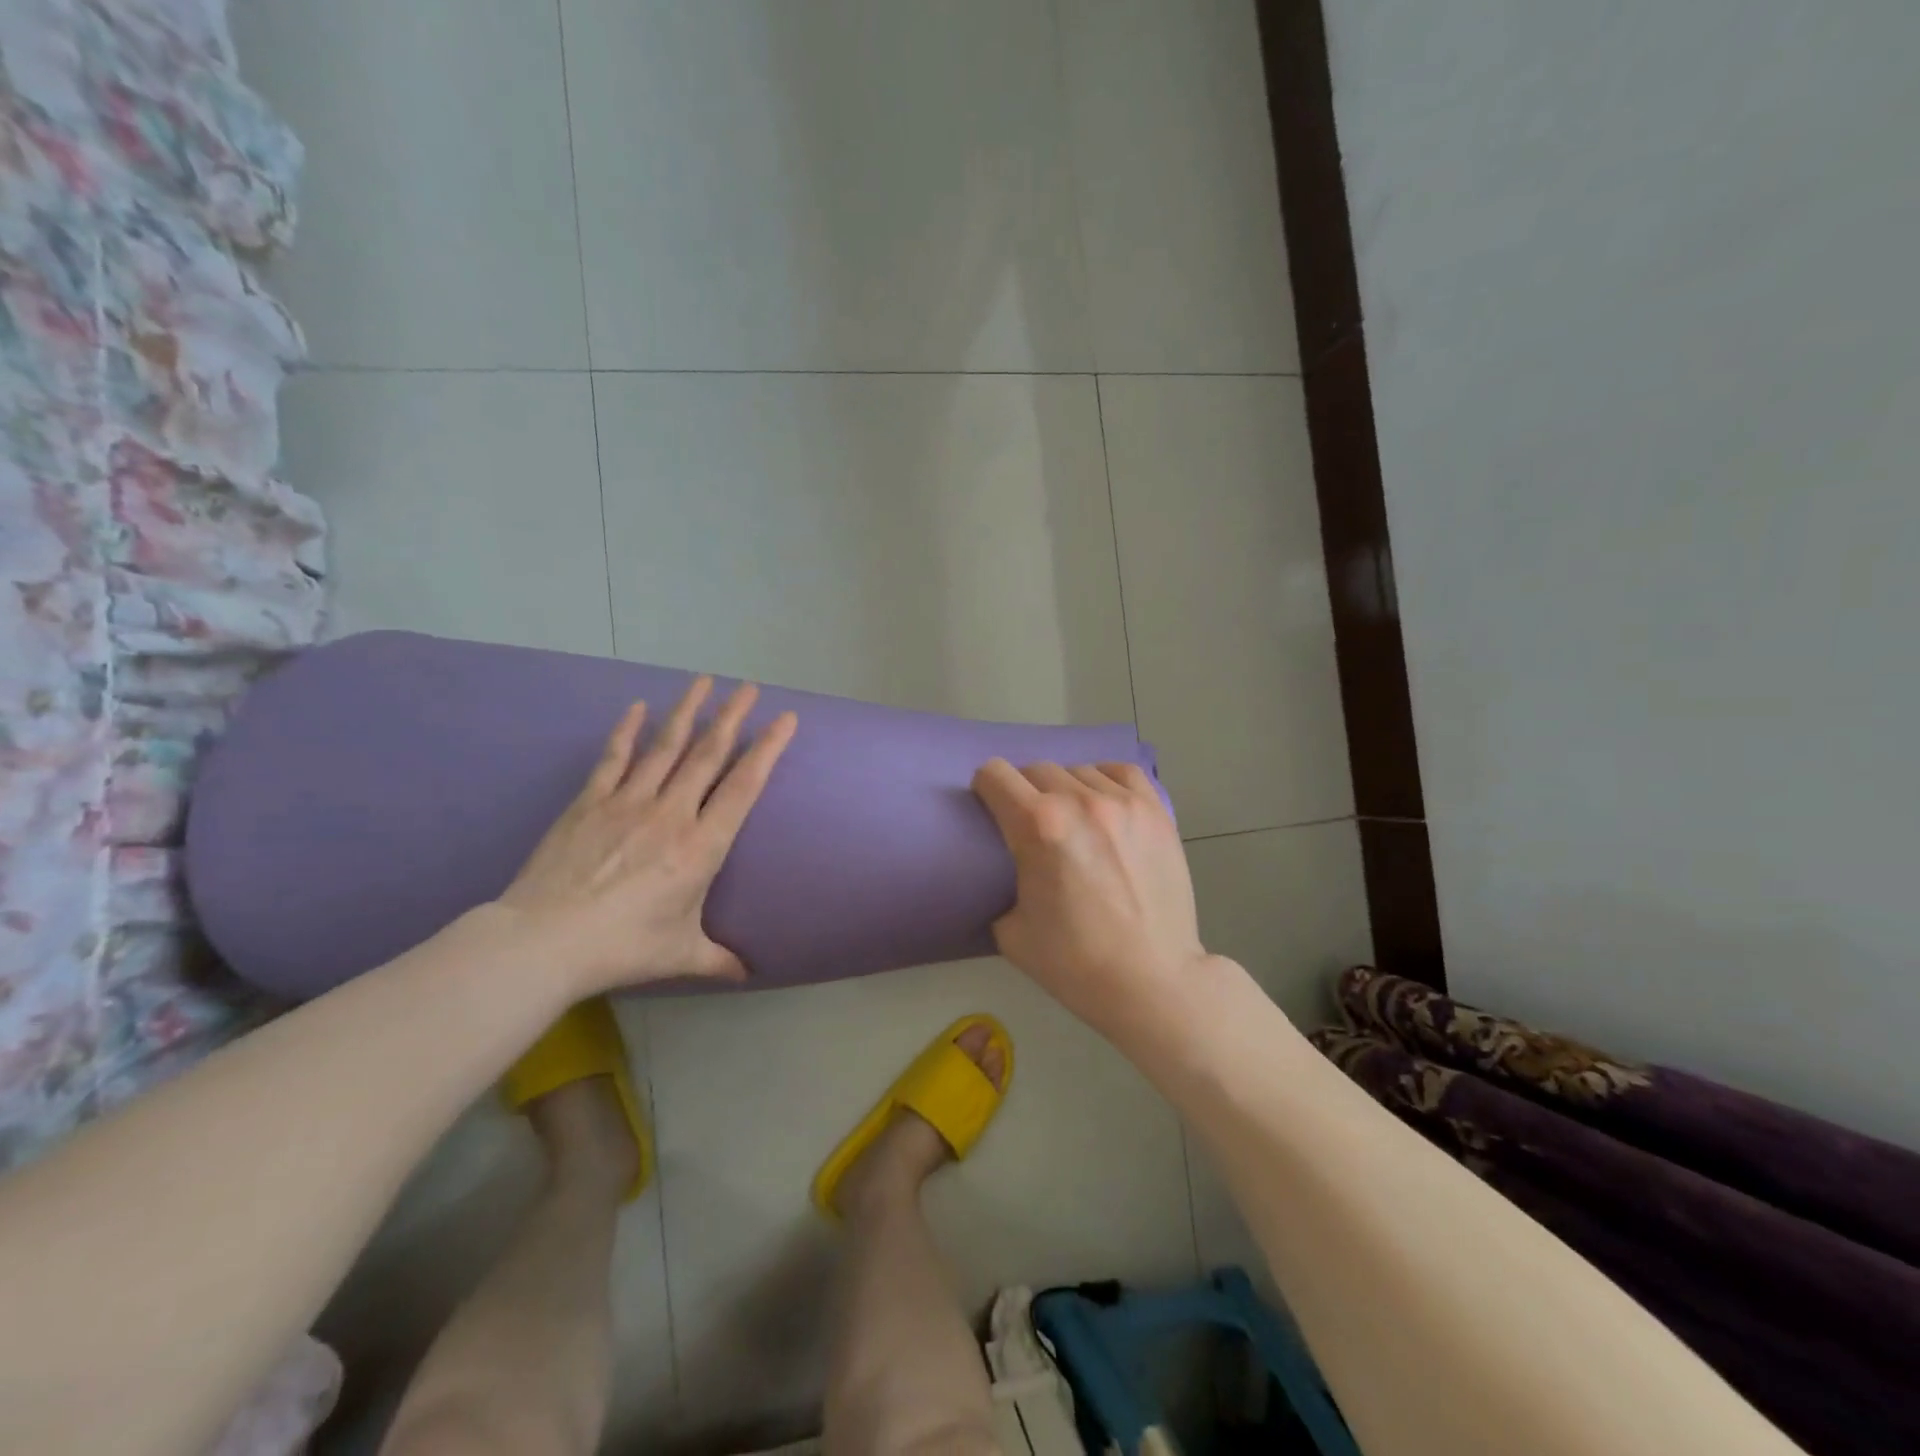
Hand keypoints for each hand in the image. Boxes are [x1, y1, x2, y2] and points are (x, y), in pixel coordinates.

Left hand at [497, 678, 795, 996]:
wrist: (544, 941)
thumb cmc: (623, 947)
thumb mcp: (680, 954)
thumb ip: (718, 959)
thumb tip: (747, 976)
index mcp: (701, 846)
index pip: (744, 786)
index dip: (768, 749)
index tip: (785, 720)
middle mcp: (672, 813)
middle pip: (708, 754)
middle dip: (732, 717)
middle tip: (749, 687)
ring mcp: (628, 802)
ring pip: (665, 746)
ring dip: (687, 711)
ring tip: (704, 681)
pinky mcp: (590, 802)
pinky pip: (613, 758)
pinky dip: (626, 731)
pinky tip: (636, 707)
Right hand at [971, 758, 1209, 1038]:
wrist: (1152, 982)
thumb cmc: (1076, 964)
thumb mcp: (1010, 931)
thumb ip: (1000, 886)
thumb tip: (1008, 869)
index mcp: (1038, 826)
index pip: (994, 774)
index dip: (984, 789)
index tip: (989, 808)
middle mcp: (1079, 802)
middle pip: (1035, 769)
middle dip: (1023, 791)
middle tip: (1030, 824)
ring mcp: (1124, 803)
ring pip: (1078, 770)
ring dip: (1065, 790)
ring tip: (1073, 821)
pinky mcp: (1156, 811)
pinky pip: (1122, 772)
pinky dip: (1105, 782)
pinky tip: (1104, 805)